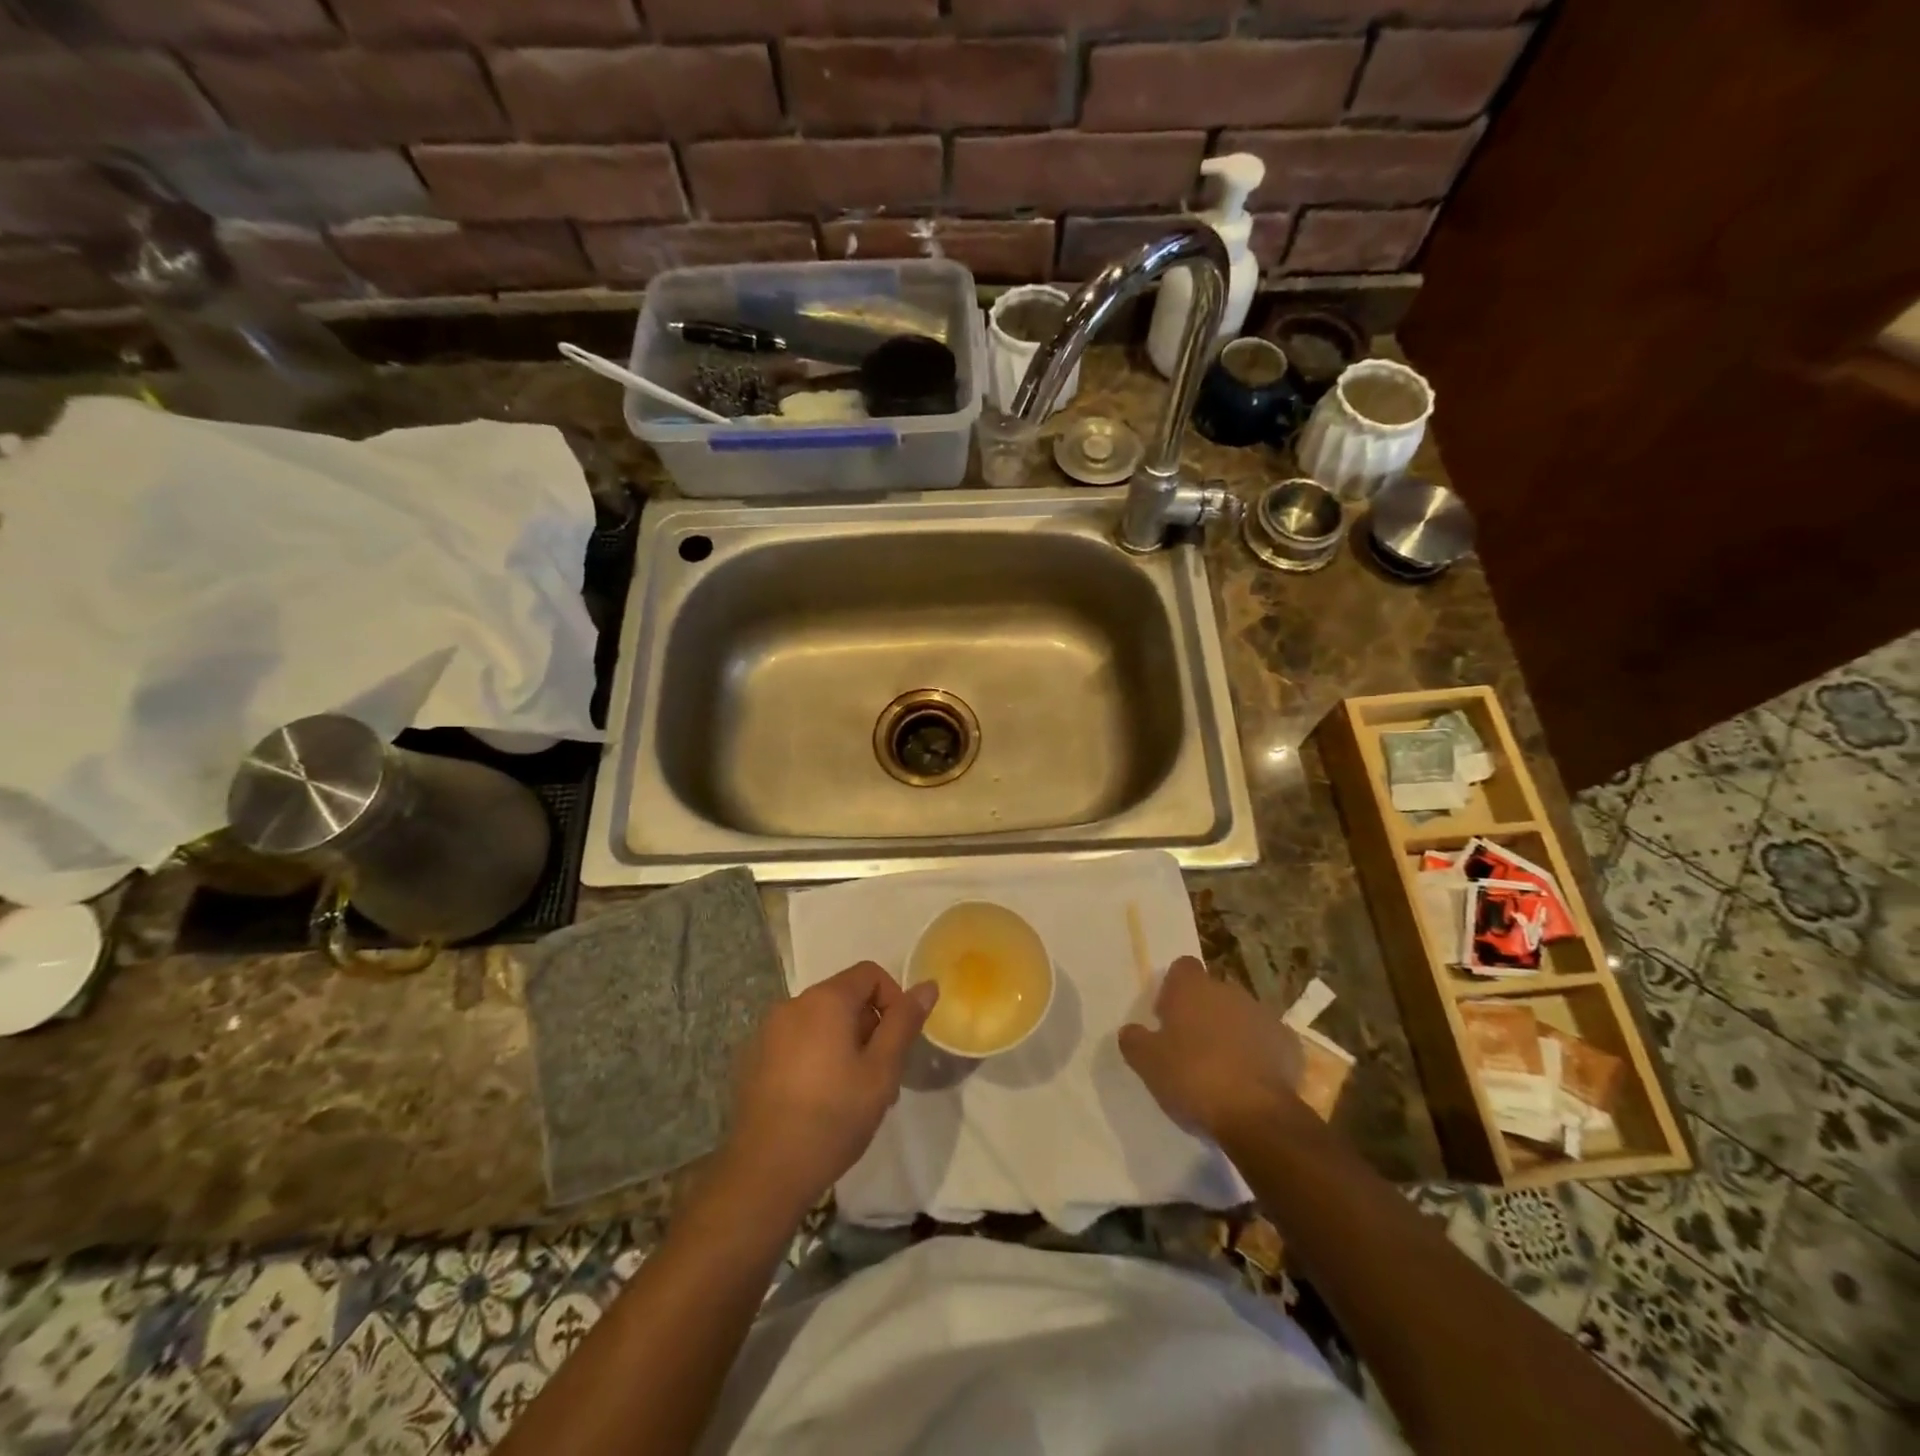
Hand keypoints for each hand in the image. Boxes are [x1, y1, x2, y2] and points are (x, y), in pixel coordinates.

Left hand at [721, 962, 937, 1216]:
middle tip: (882, 1076)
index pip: (870, 974)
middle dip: (870, 1027)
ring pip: (821, 1022)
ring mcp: (768, 1032)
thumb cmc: (833, 1116)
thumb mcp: (881, 1071)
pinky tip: (821, 1100)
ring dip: (845, 1044)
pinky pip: (797, 1042)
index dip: (893, 1000)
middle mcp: (792, 1004)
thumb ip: (904, 1023)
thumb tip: (927, 986)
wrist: (765, 1172)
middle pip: (844, 997)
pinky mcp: (753, 1059)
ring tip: (855, 1094)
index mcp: (825, 999)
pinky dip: (817, 1056)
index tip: (899, 1042)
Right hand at [1119, 956, 1304, 1143]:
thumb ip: (1135, 1040)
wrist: (1256, 1115)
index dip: (1173, 989)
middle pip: (1212, 992)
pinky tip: (1250, 1082)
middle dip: (1203, 1012)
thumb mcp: (1147, 1063)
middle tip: (1191, 1047)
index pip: (1182, 968)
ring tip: (1222, 1069)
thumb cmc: (1192, 1078)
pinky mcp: (1289, 1045)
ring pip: (1241, 1016)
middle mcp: (1229, 992)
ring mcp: (1264, 1016)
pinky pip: (1267, 1042)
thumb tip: (1132, 1031)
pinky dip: (1259, 1054)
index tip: (1167, 1017)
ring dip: (1231, 1033)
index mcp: (1193, 989)